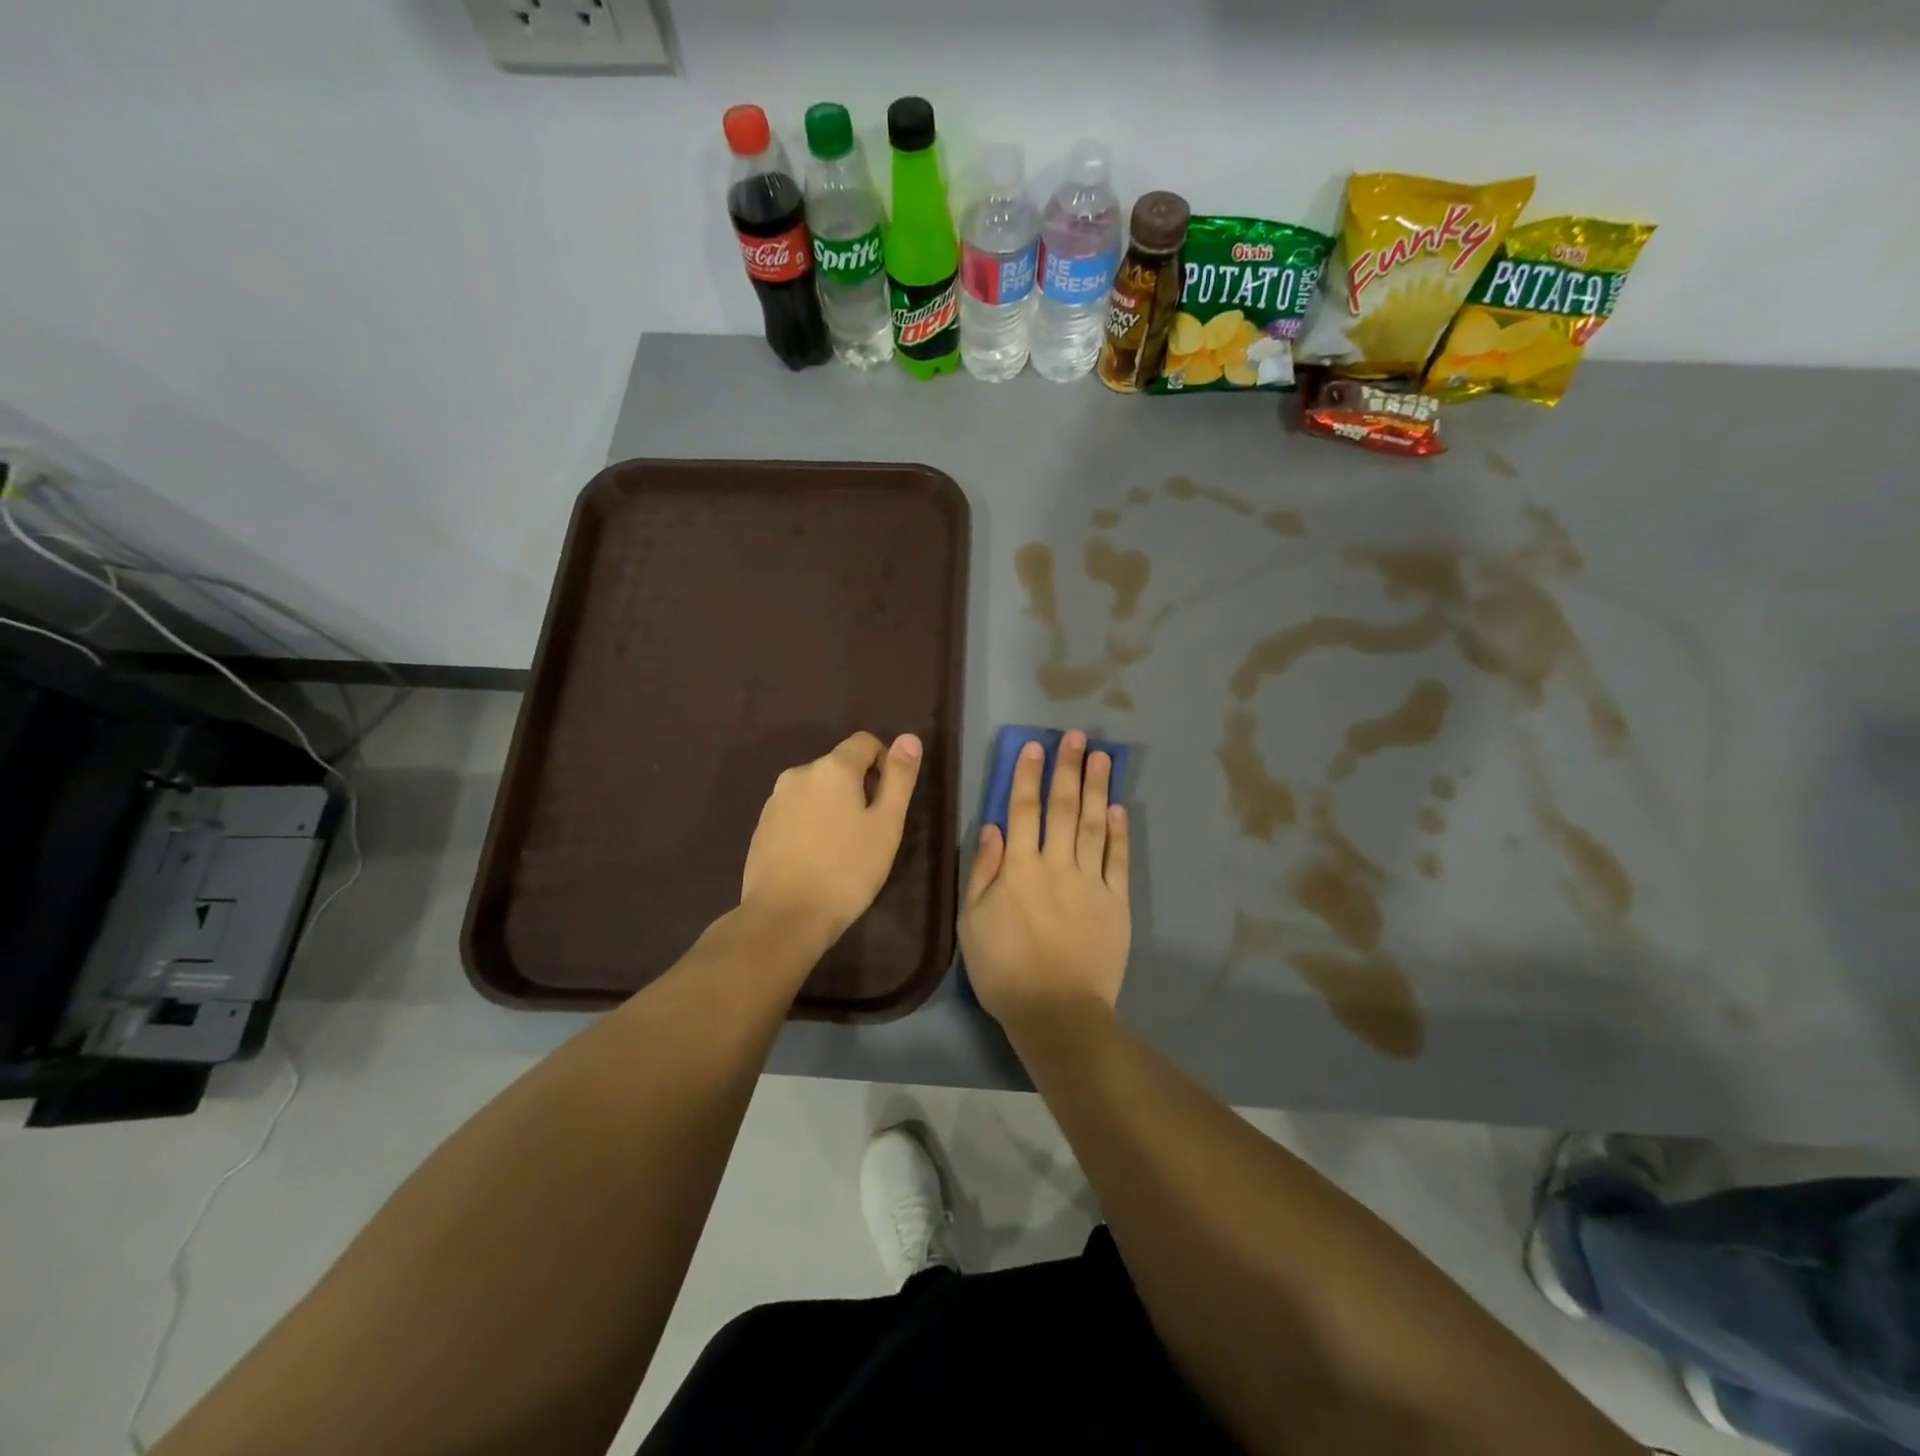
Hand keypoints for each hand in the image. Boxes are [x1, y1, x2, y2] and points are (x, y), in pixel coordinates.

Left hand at [740, 731, 922, 947]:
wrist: (784, 917)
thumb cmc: (846, 870)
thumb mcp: (886, 825)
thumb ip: (899, 777)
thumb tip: (909, 737)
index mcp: (832, 768)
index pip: (864, 742)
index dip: (884, 763)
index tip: (888, 800)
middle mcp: (799, 773)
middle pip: (838, 766)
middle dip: (858, 788)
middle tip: (870, 831)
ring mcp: (775, 800)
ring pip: (816, 790)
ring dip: (833, 807)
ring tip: (842, 848)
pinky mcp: (761, 826)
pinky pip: (795, 812)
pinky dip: (810, 824)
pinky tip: (816, 858)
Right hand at [960, 731, 1130, 1031]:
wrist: (1056, 1011)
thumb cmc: (1004, 970)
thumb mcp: (973, 922)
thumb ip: (984, 871)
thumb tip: (993, 827)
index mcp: (1019, 869)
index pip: (1024, 811)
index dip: (1028, 776)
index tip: (1035, 746)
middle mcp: (1057, 865)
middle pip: (1063, 808)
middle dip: (1068, 769)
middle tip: (1077, 737)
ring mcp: (1091, 882)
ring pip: (1093, 825)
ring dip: (1097, 789)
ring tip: (1102, 757)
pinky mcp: (1116, 902)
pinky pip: (1118, 860)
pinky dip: (1118, 832)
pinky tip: (1119, 808)